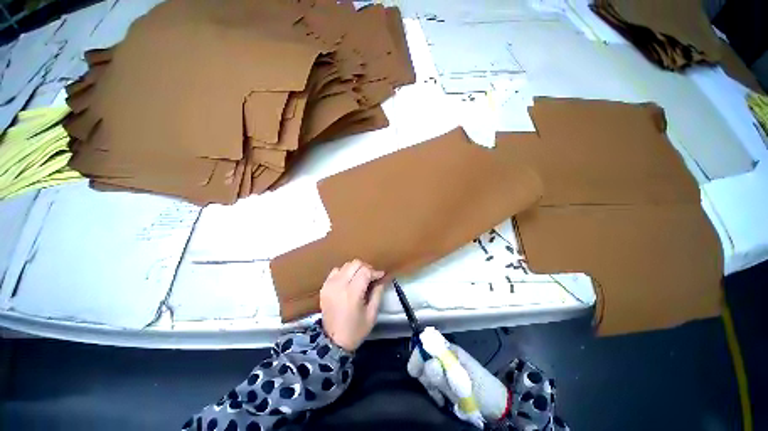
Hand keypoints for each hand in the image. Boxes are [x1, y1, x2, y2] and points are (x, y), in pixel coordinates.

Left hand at [319, 259, 385, 350]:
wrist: (332, 341)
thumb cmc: (355, 330)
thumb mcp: (372, 314)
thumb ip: (378, 293)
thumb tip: (383, 278)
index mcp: (352, 293)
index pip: (365, 271)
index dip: (375, 272)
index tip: (381, 276)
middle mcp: (339, 285)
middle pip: (355, 264)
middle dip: (366, 268)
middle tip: (372, 277)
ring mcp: (330, 285)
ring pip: (346, 265)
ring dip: (356, 269)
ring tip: (361, 278)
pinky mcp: (324, 287)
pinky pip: (336, 270)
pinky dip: (344, 272)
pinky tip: (348, 280)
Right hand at [407, 343, 508, 422]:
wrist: (497, 404)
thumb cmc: (482, 391)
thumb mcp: (463, 385)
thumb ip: (444, 375)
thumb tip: (427, 364)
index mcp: (450, 350)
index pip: (426, 344)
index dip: (418, 356)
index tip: (415, 373)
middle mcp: (446, 355)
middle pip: (424, 359)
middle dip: (426, 376)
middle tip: (435, 391)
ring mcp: (446, 366)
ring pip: (427, 371)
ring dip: (431, 385)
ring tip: (442, 398)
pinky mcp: (448, 377)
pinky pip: (434, 381)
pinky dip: (435, 390)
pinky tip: (442, 399)